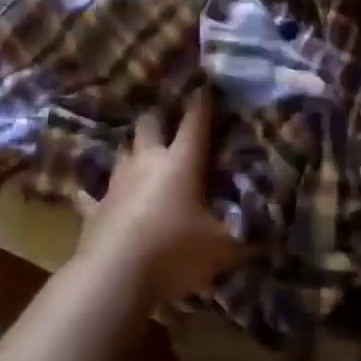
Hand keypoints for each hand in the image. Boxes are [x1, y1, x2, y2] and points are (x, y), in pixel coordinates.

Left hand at [74, 92, 241, 303]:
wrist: (114, 275)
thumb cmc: (174, 251)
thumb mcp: (221, 249)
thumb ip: (243, 239)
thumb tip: (267, 238)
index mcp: (181, 163)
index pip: (195, 123)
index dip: (202, 103)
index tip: (205, 85)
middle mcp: (147, 163)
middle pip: (148, 125)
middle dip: (157, 119)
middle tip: (166, 120)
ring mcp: (116, 184)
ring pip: (122, 153)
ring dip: (132, 152)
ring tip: (139, 154)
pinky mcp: (94, 209)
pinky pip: (93, 195)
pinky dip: (98, 195)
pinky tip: (93, 196)